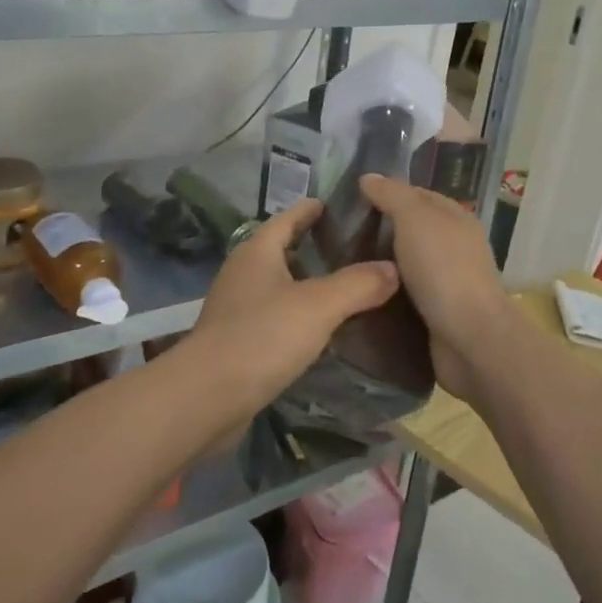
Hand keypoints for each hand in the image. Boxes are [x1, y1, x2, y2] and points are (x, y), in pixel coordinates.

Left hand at [183, 199, 398, 412]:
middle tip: (354, 251)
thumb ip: (358, 284)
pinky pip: (274, 318)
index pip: (287, 218)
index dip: (310, 210)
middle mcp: (242, 273)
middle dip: (313, 248)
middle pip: (281, 251)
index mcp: (257, 251)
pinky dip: (297, 317)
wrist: (208, 396)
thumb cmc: (263, 336)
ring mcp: (236, 308)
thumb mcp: (319, 305)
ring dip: (306, 285)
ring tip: (345, 289)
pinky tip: (321, 331)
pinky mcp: (237, 341)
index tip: (336, 206)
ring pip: (278, 286)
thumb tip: (393, 268)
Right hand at [358, 175, 517, 401]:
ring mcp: (446, 281)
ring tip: (341, 263)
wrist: (470, 339)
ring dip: (379, 264)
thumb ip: (392, 195)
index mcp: (455, 218)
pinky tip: (360, 292)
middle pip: (411, 229)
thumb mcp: (414, 219)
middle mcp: (454, 246)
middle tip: (337, 233)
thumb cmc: (443, 269)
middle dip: (378, 229)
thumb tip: (368, 177)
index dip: (386, 192)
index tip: (350, 199)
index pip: (416, 194)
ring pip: (405, 264)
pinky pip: (404, 294)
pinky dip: (385, 291)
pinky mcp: (436, 313)